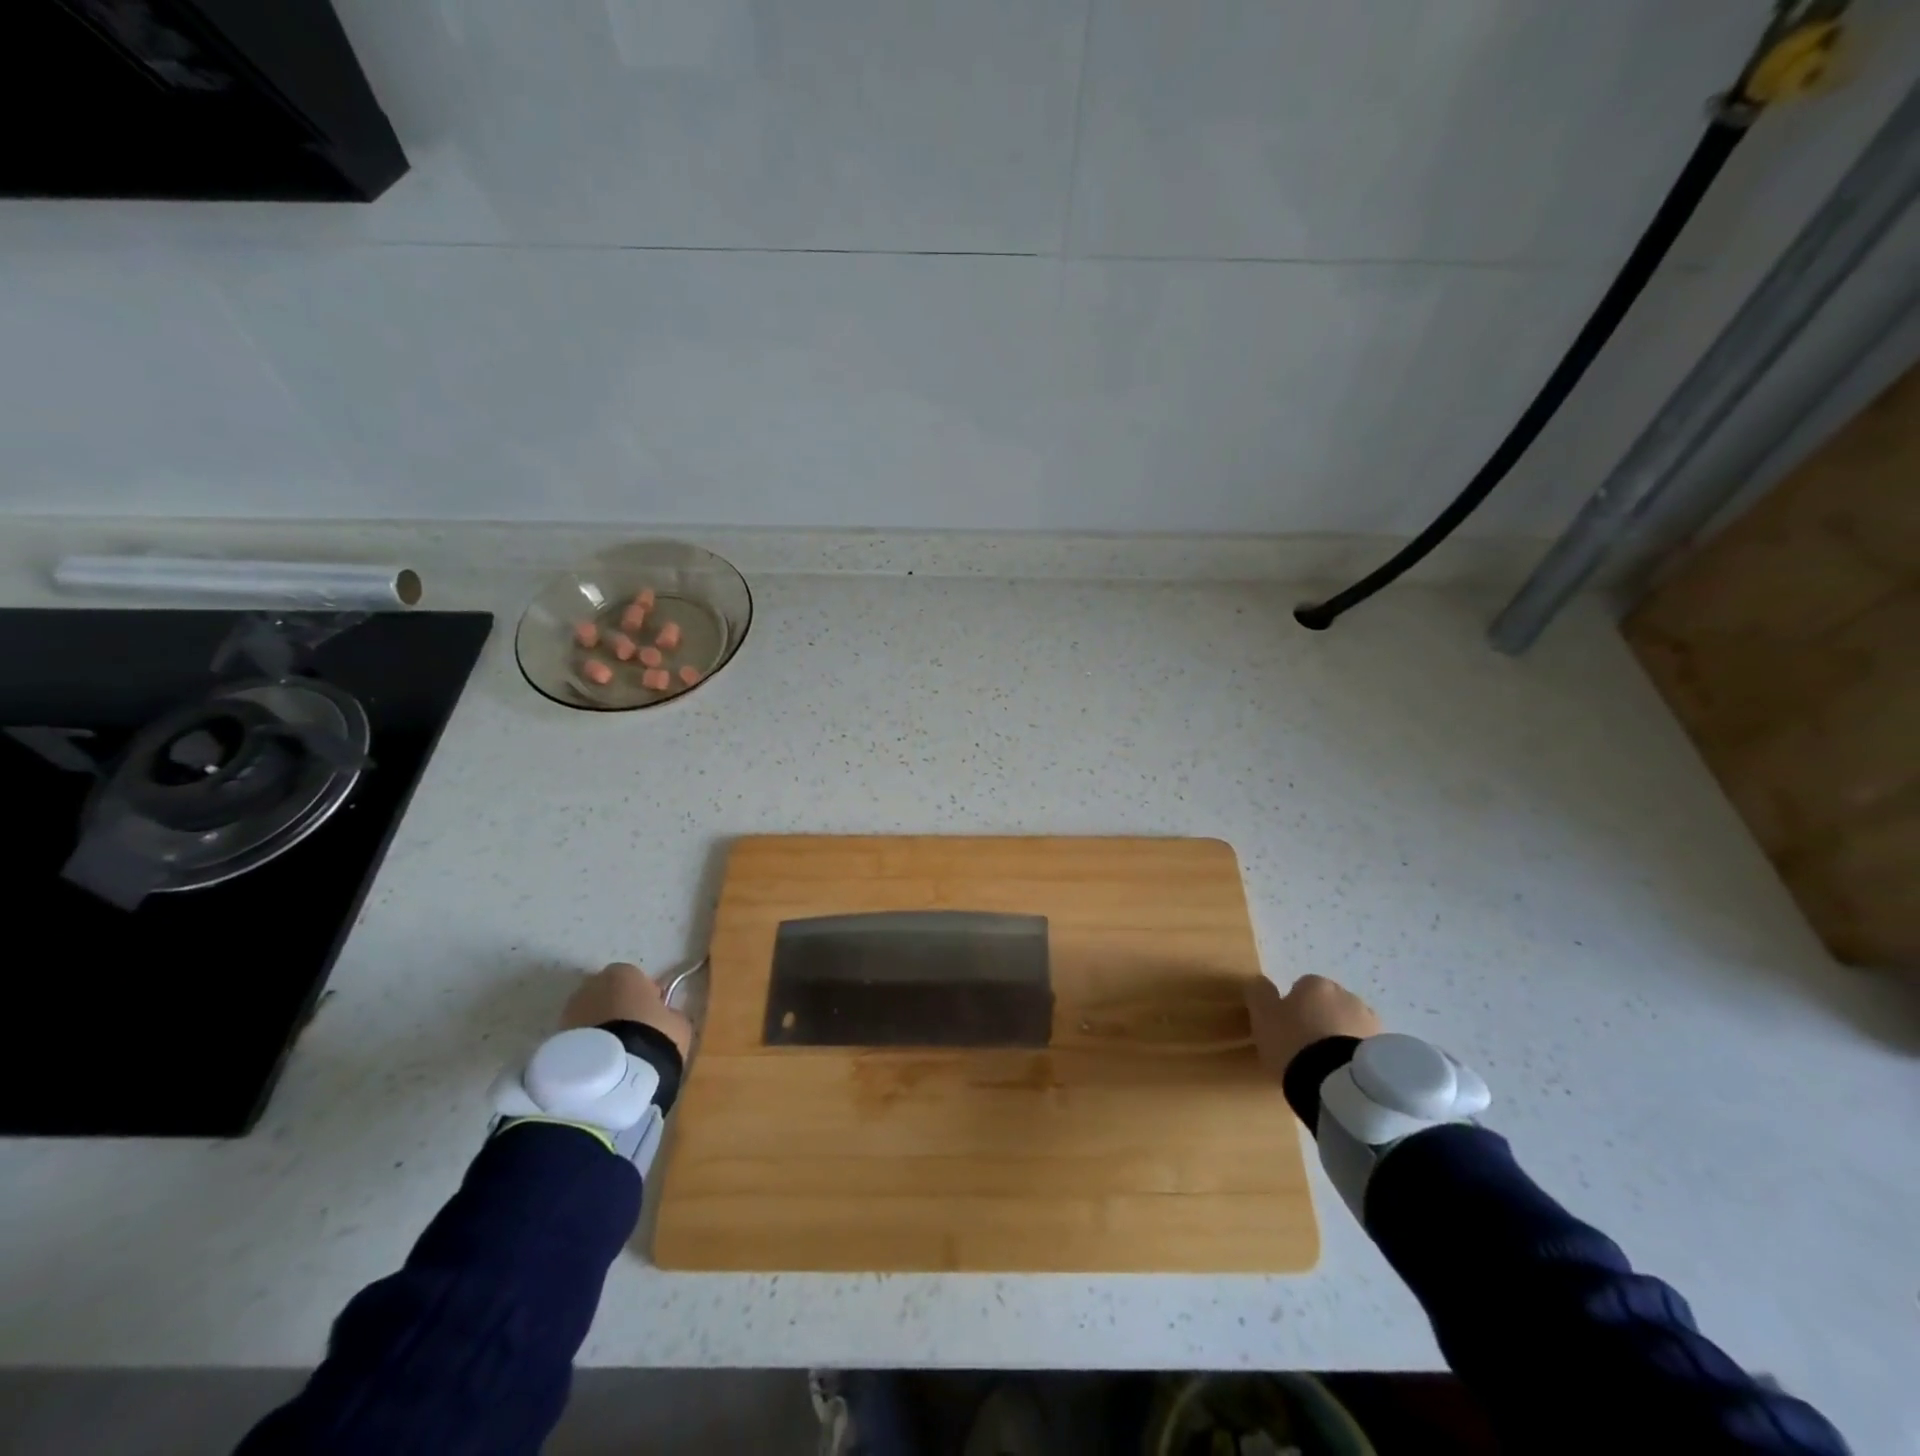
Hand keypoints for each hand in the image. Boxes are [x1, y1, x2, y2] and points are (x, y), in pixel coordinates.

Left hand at [561, 962, 693, 1062]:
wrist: (613, 1075)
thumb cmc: (652, 1037)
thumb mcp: (678, 1023)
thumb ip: (669, 1013)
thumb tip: (664, 1016)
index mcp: (623, 973)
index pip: (634, 978)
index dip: (643, 996)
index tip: (652, 1014)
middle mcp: (591, 985)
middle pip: (606, 993)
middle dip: (616, 1008)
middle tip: (632, 1032)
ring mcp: (569, 1011)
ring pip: (589, 1014)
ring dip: (599, 1027)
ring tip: (614, 1052)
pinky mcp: (555, 1039)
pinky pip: (577, 1036)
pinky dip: (586, 1045)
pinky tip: (599, 1063)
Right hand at [1244, 974, 1382, 1082]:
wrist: (1338, 1083)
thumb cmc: (1294, 1042)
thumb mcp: (1262, 1016)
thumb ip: (1259, 994)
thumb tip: (1261, 982)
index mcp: (1317, 984)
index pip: (1301, 988)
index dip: (1291, 1009)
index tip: (1285, 1030)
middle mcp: (1347, 996)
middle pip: (1327, 1006)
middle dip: (1319, 1021)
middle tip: (1304, 1048)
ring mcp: (1371, 1023)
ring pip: (1347, 1026)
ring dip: (1338, 1038)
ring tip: (1325, 1066)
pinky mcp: (1385, 1050)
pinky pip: (1362, 1048)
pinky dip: (1353, 1056)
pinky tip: (1342, 1075)